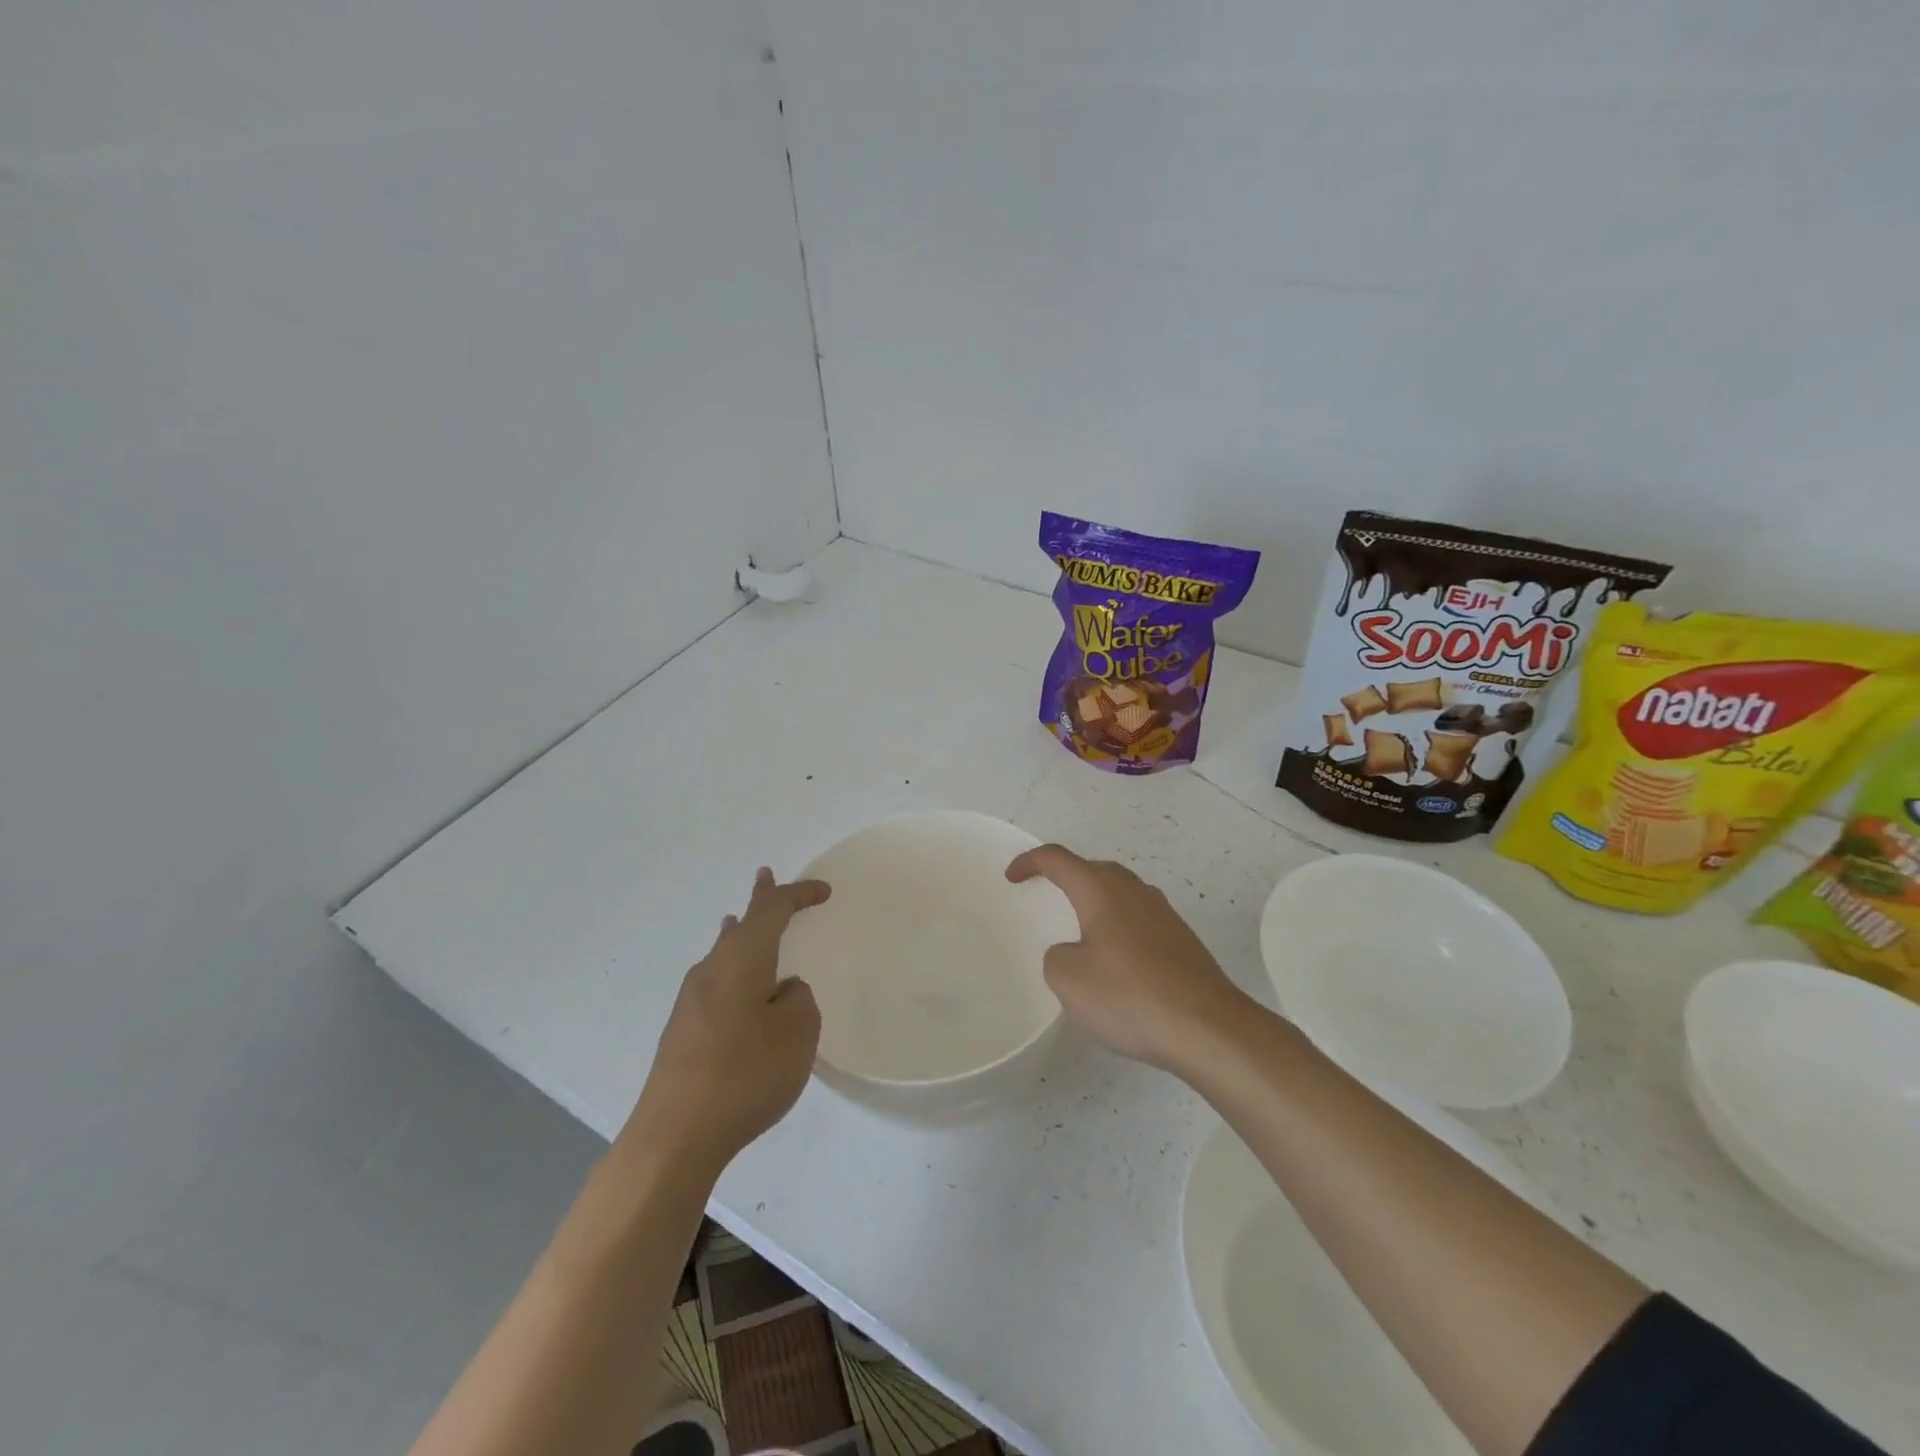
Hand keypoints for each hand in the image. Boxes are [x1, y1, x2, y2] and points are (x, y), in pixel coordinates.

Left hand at [620, 868, 829, 1172]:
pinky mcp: (682, 1032)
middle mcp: (711, 970)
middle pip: (740, 925)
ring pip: (723, 953)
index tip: (824, 891)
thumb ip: (798, 1001)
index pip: (771, 911)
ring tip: (744, 923)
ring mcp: (690, 1001)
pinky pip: (715, 982)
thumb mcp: (797, 1034)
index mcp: (742, 960)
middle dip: (759, 903)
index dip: (798, 895)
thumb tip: (781, 991)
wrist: (674, 1136)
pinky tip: (734, 986)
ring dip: (741, 936)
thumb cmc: (745, 1075)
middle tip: (765, 878)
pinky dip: (733, 969)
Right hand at [1006, 844, 1252, 1075]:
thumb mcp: (1069, 980)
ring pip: (1122, 892)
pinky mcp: (1183, 940)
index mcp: (1101, 891)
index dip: (1030, 862)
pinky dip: (1120, 926)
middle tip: (1047, 896)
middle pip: (1095, 869)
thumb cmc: (1130, 996)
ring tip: (1081, 928)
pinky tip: (1117, 960)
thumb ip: (1057, 957)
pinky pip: (1140, 919)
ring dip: (1097, 900)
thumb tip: (1074, 952)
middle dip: (1067, 876)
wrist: (1208, 1027)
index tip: (1012, 877)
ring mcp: (1164, 914)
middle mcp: (1134, 891)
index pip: (1058, 859)